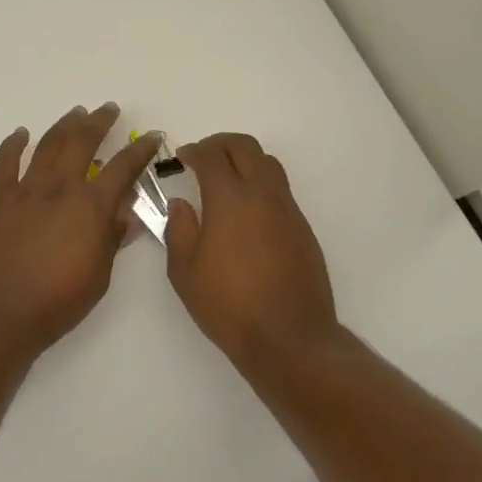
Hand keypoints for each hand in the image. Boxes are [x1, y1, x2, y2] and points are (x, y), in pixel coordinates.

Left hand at [0, 104, 161, 361]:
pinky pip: (5, 162)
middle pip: (83, 142)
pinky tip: (20, 134)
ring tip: (76, 112)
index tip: (153, 136)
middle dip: (99, 121)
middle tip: (109, 109)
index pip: (124, 168)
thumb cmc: (57, 302)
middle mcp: (60, 188)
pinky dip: (13, 144)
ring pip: (48, 145)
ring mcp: (25, 190)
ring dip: (65, 125)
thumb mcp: (100, 275)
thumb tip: (129, 213)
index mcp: (91, 207)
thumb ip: (113, 238)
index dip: (141, 150)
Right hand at [165, 133, 338, 359]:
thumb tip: (181, 205)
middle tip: (203, 157)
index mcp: (230, 199)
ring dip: (245, 161)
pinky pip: (281, 191)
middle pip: (245, 147)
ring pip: (268, 164)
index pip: (212, 155)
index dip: (194, 150)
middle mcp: (263, 195)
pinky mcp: (303, 228)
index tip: (182, 157)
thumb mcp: (185, 272)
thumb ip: (179, 230)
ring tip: (226, 180)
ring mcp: (288, 210)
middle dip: (221, 144)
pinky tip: (247, 213)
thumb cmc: (228, 305)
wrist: (289, 337)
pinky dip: (261, 186)